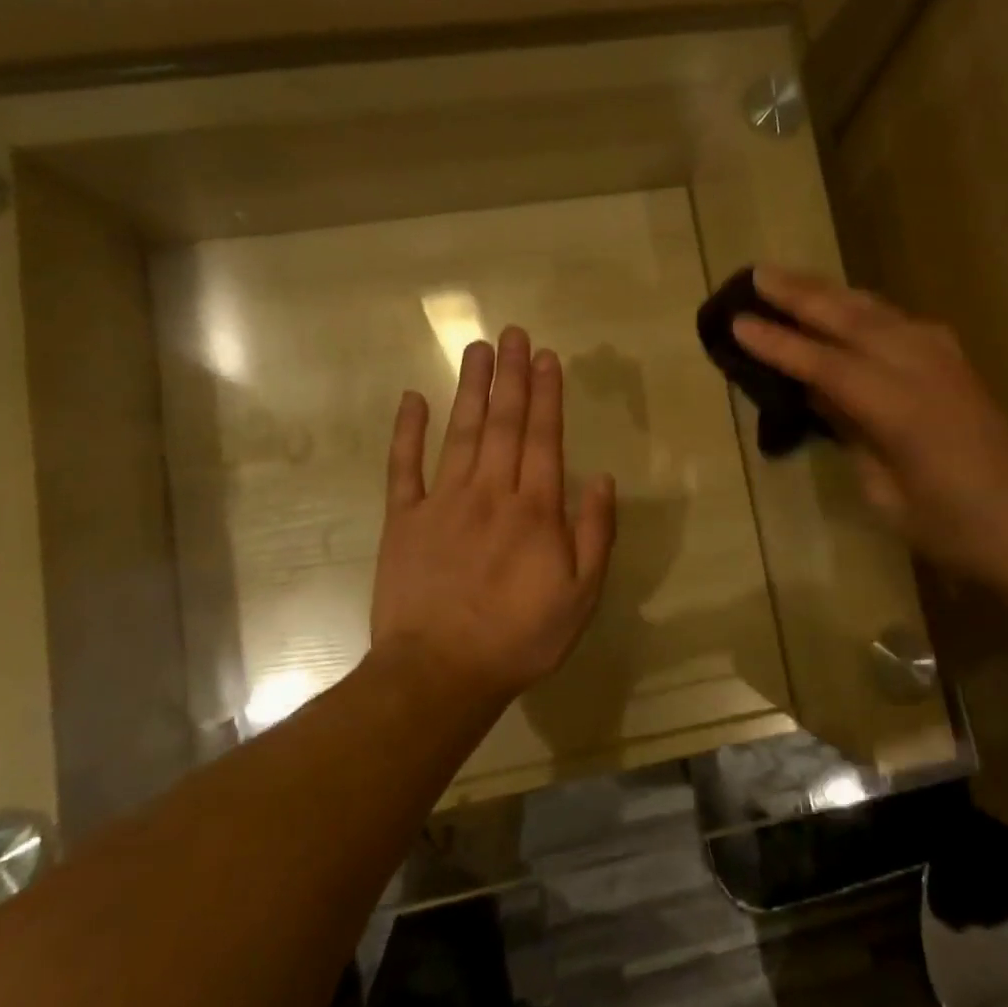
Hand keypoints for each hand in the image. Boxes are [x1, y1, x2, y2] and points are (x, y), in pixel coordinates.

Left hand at [370, 326, 616, 701]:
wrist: (441, 672)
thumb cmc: (520, 638)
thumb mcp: (581, 596)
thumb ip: (594, 534)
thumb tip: (603, 479)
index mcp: (535, 510)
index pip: (543, 437)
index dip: (546, 394)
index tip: (546, 356)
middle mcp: (490, 492)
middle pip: (503, 423)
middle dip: (511, 376)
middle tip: (513, 333)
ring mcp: (443, 502)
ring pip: (459, 433)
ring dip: (470, 389)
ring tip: (477, 349)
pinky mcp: (404, 519)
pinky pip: (404, 467)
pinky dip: (407, 432)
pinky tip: (412, 399)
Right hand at [731, 268, 1007, 582]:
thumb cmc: (951, 526)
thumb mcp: (885, 492)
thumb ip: (852, 433)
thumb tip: (821, 395)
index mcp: (900, 409)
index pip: (825, 364)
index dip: (779, 344)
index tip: (738, 322)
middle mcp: (922, 368)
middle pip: (851, 319)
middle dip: (800, 295)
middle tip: (756, 275)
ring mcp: (943, 358)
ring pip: (876, 310)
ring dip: (830, 291)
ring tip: (790, 278)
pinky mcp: (954, 360)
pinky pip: (899, 320)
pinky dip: (863, 307)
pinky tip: (847, 305)